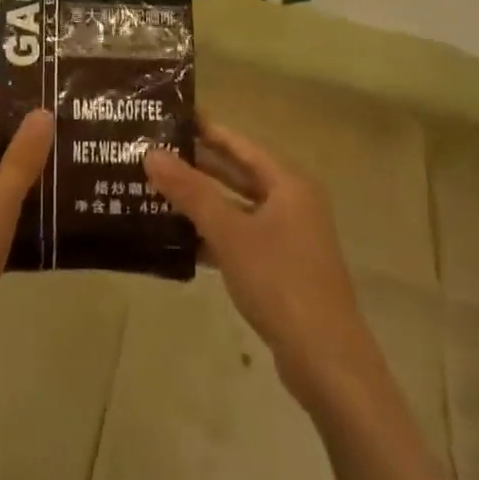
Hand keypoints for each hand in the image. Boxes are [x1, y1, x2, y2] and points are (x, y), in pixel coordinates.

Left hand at [0, 86, 51, 372]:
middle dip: (29, 118)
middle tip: (75, 116)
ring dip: (30, 153)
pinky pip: (1, 191)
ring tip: (76, 151)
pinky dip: (25, 186)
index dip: (8, 85)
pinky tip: (56, 199)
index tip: (50, 81)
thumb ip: (19, 161)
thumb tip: (43, 110)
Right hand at [146, 122, 373, 416]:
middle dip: (197, 164)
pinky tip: (178, 238)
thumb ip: (190, 191)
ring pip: (236, 206)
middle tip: (153, 152)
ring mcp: (287, 236)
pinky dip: (212, 233)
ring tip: (155, 189)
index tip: (168, 117)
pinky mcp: (280, 267)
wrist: (326, 362)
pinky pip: (240, 236)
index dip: (205, 129)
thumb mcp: (229, 232)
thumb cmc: (280, 282)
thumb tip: (151, 153)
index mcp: (288, 183)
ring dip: (201, 200)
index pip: (239, 144)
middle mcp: (291, 202)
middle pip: (237, 173)